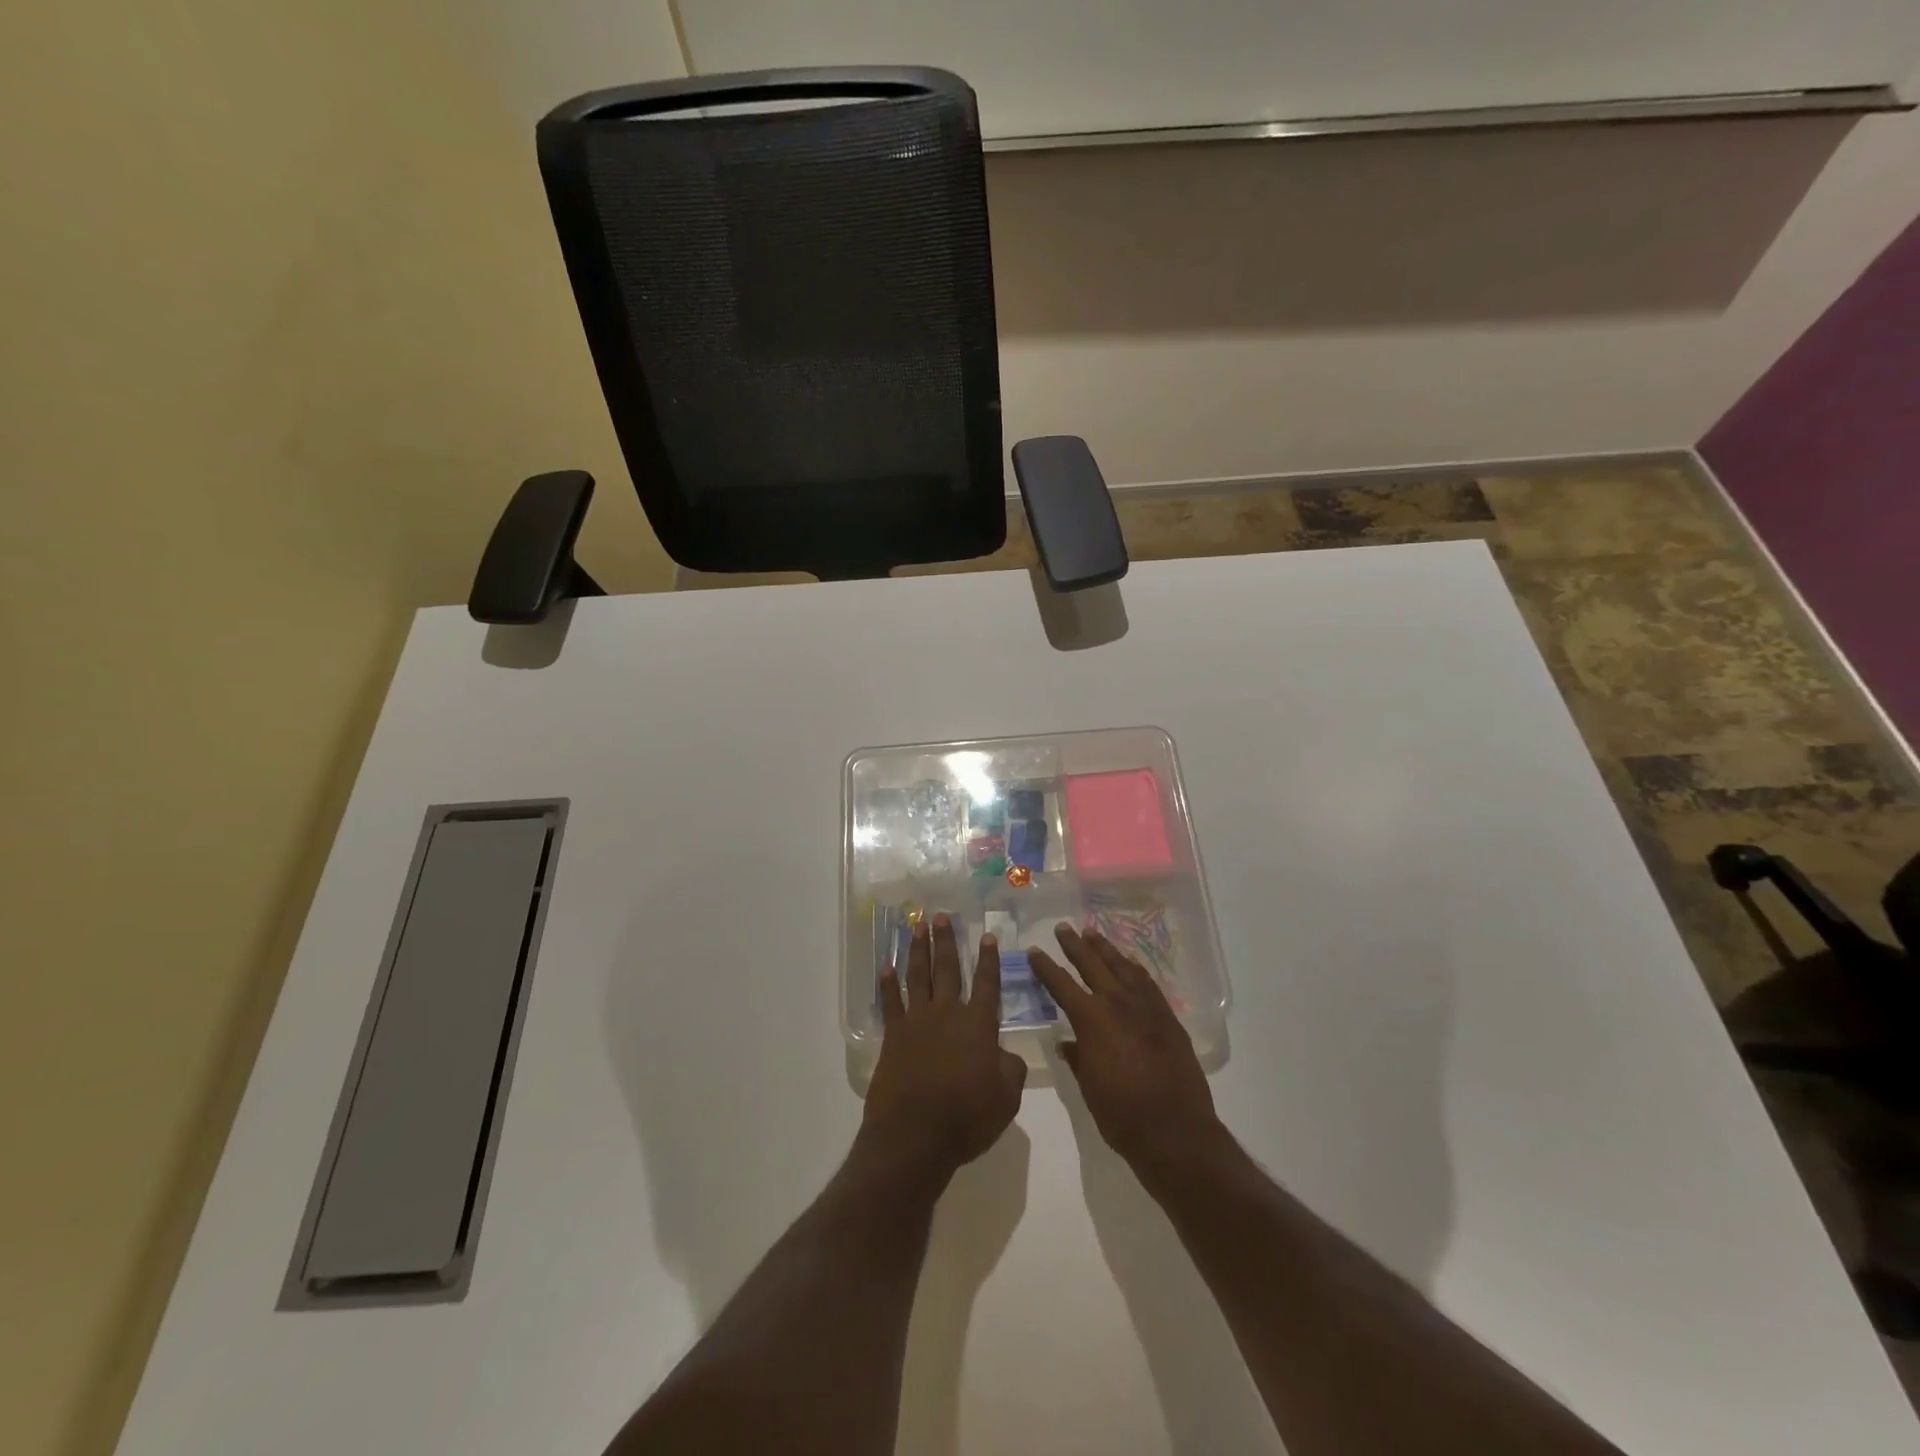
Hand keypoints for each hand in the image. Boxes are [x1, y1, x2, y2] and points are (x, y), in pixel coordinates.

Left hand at [863, 914, 1027, 1184]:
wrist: (915, 1135)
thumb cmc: (967, 1118)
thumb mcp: (1006, 1098)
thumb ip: (1010, 1069)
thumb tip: (1005, 1054)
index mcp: (978, 1025)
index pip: (987, 983)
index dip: (988, 959)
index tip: (987, 935)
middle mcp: (948, 1014)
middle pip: (947, 969)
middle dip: (946, 941)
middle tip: (942, 915)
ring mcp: (917, 1022)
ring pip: (918, 976)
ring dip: (918, 949)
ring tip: (918, 926)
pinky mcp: (893, 1036)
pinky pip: (890, 1002)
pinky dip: (888, 984)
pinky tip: (886, 967)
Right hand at [1029, 924, 1222, 1186]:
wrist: (1176, 1132)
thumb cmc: (1123, 1115)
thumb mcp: (1088, 1088)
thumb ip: (1078, 1058)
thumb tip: (1067, 1043)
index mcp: (1092, 1021)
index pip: (1061, 985)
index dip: (1045, 967)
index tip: (1033, 951)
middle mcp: (1118, 1004)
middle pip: (1092, 964)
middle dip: (1074, 945)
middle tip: (1063, 927)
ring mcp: (1146, 1007)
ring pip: (1122, 966)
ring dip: (1105, 949)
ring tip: (1092, 934)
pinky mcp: (1168, 1017)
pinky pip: (1147, 982)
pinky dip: (1133, 968)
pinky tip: (1128, 963)